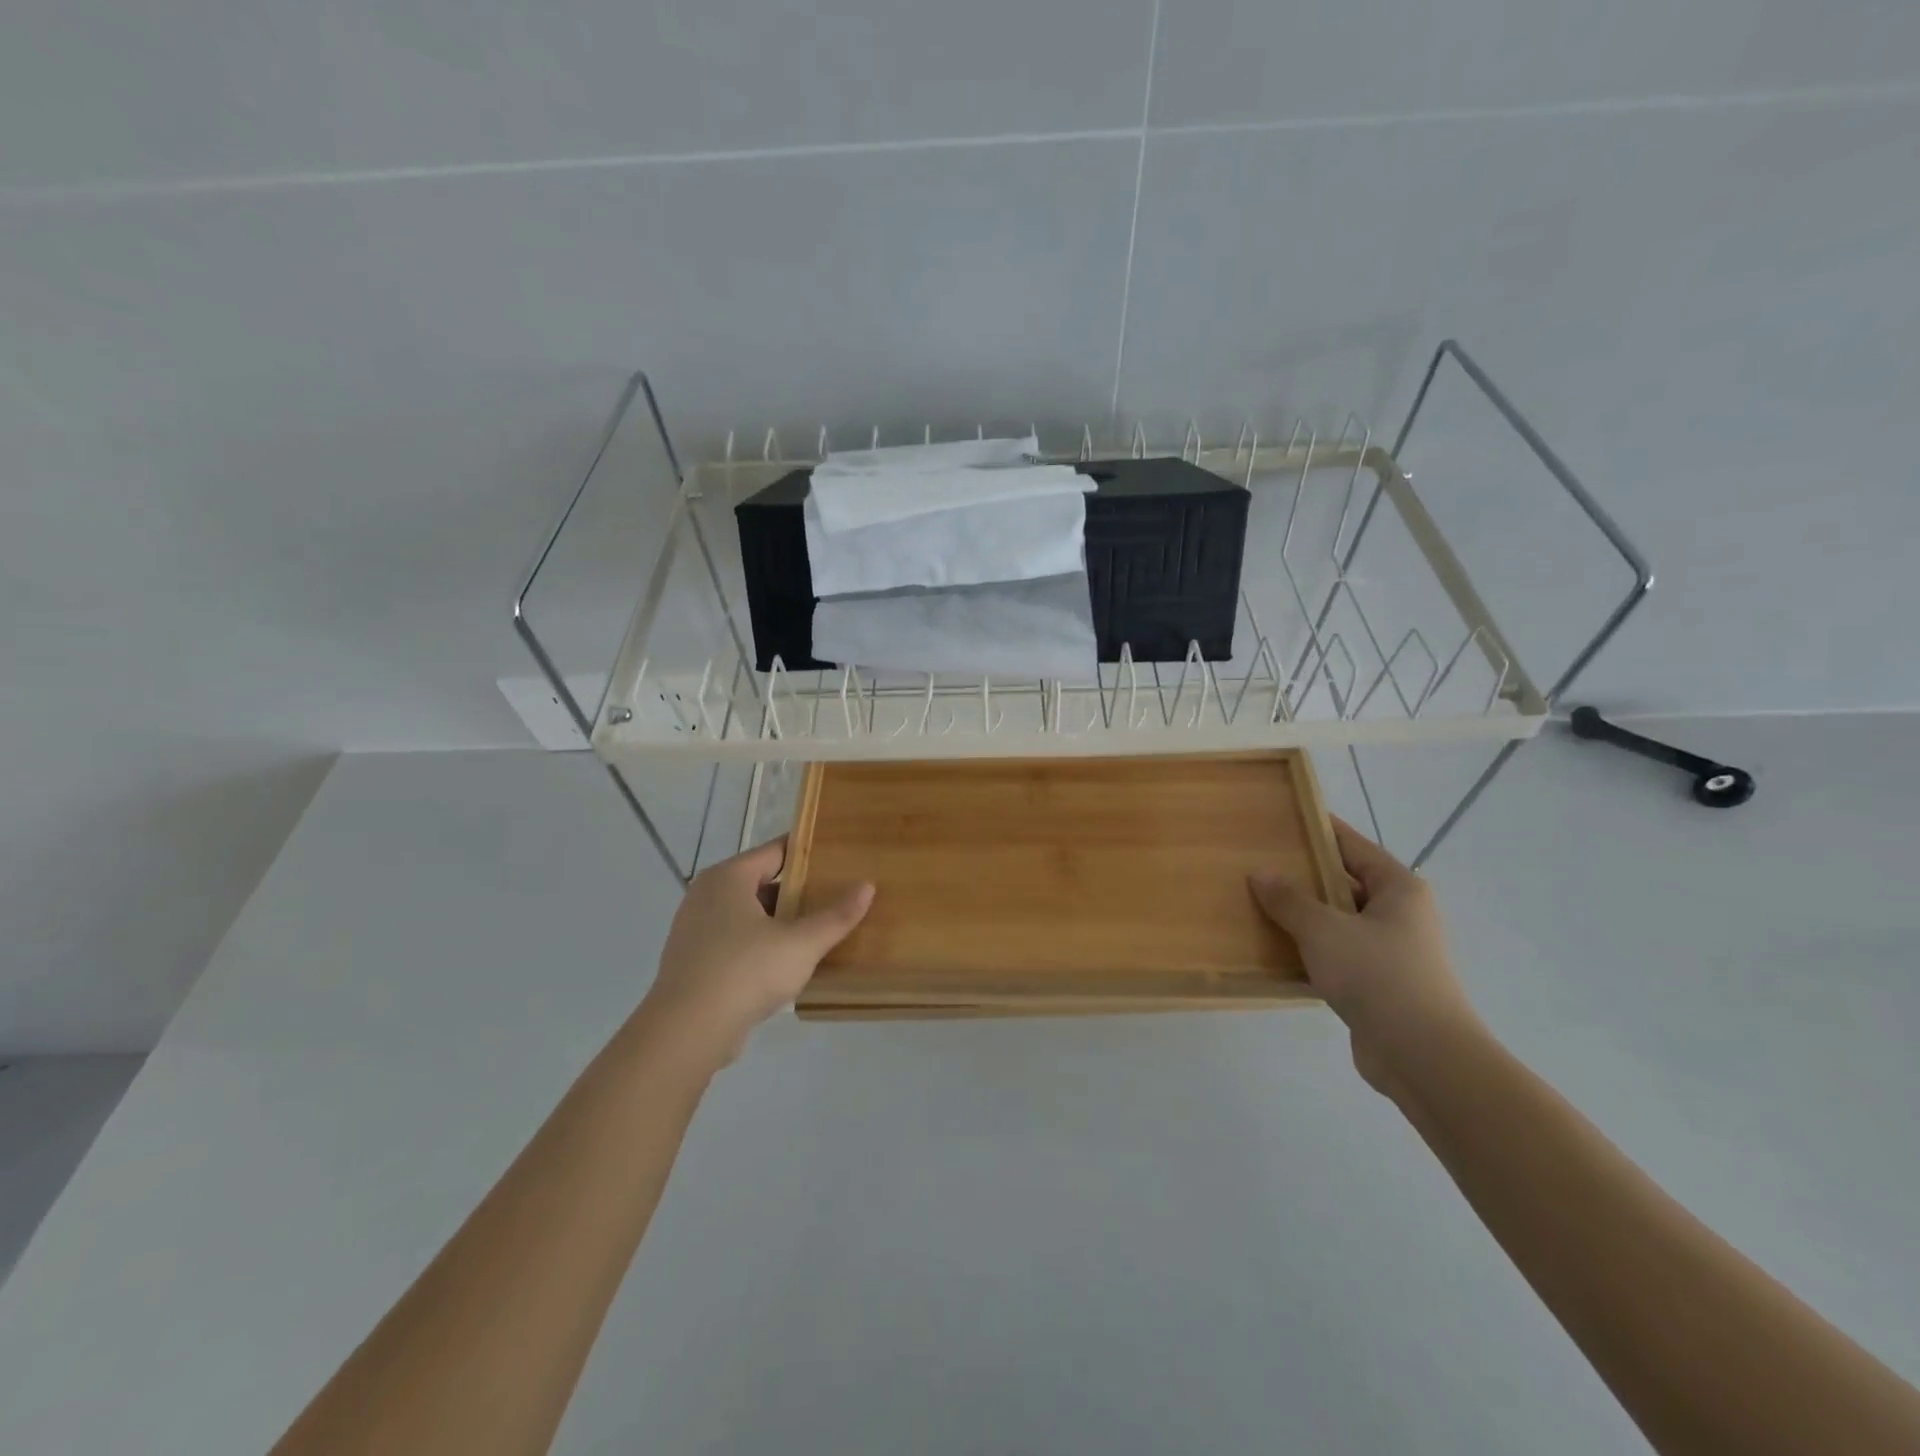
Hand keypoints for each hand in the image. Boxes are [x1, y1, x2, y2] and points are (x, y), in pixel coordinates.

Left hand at [640, 838, 873, 1067]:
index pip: (776, 851)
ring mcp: (694, 929)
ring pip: (747, 914)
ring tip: (816, 931)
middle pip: (761, 882)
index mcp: (729, 877)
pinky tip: (785, 964)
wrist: (686, 1032)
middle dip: (797, 891)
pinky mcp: (692, 961)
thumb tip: (868, 886)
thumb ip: (836, 916)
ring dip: (779, 921)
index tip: (839, 859)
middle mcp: (706, 894)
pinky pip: (734, 941)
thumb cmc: (745, 972)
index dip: (808, 854)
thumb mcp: (801, 944)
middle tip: (835, 898)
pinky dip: (759, 945)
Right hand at [1250, 818, 1481, 1094]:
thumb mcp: (1323, 929)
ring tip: (1261, 906)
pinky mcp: (1382, 985)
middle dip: (1306, 876)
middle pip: (1347, 883)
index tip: (1285, 819)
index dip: (1320, 830)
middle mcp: (1402, 914)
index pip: (1353, 845)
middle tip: (1261, 864)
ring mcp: (1394, 952)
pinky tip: (1279, 951)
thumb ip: (1289, 899)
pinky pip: (1340, 955)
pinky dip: (1313, 951)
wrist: (1424, 1056)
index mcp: (1399, 889)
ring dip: (1306, 917)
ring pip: (1341, 922)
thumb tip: (1260, 873)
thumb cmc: (1377, 975)